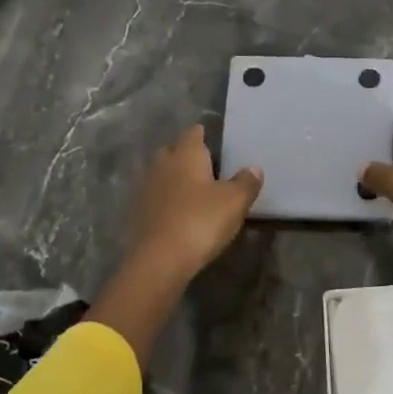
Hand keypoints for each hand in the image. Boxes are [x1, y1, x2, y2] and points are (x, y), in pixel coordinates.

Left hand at [124, 124, 262, 282]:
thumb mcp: (235, 202)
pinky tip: (178, 213)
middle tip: (207, 168)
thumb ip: (246, 182)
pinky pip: (155, 197)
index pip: (194, 133)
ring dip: (175, 179)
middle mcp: (162, 164)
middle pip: (173, 151)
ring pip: (162, 174)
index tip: (215, 142)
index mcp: (186, 154)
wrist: (159, 260)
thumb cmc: (201, 221)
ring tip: (194, 192)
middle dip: (187, 156)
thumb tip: (254, 168)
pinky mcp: (137, 212)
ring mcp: (146, 188)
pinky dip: (166, 200)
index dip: (204, 135)